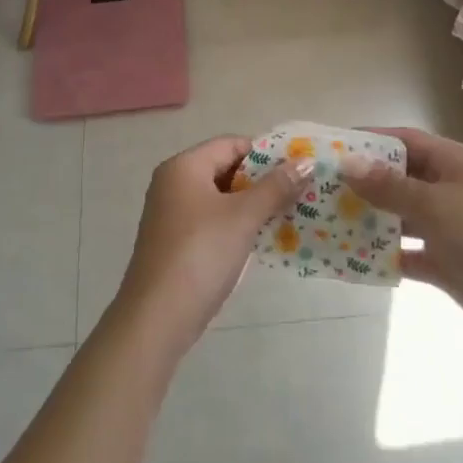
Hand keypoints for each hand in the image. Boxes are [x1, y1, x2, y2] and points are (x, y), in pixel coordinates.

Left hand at [113, 136, 310, 354]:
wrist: (157, 318)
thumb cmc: (201, 254)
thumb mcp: (243, 217)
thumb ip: (276, 187)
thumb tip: (306, 162)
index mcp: (184, 167)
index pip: (231, 144)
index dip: (265, 154)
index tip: (296, 169)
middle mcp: (173, 183)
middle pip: (225, 170)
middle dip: (262, 181)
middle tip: (298, 193)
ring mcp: (171, 214)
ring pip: (220, 199)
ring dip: (252, 206)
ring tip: (288, 216)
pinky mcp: (174, 242)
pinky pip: (211, 222)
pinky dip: (235, 226)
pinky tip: (261, 241)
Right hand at [344, 127, 462, 347]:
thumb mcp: (436, 205)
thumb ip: (390, 187)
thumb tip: (347, 163)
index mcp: (450, 162)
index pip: (402, 141)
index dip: (368, 140)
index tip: (331, 146)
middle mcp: (446, 188)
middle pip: (397, 178)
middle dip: (362, 183)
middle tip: (320, 189)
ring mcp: (447, 225)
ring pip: (399, 216)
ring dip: (370, 219)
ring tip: (327, 222)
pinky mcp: (446, 261)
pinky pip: (407, 252)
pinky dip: (384, 255)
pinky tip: (354, 260)